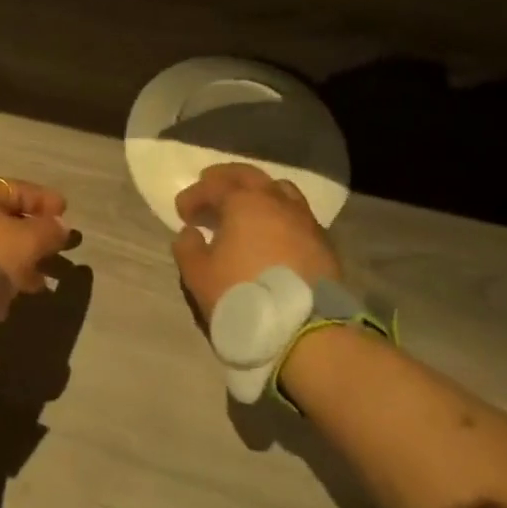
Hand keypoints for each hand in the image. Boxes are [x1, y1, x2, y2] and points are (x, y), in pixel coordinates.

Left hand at [0, 177, 71, 322]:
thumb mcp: (26, 242)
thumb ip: (48, 232)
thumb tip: (61, 226)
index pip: (20, 189)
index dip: (45, 200)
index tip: (65, 213)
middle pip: (7, 219)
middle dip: (35, 236)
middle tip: (57, 251)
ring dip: (19, 261)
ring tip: (39, 283)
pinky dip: (0, 275)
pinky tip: (11, 294)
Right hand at [171, 163, 339, 324]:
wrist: (307, 332)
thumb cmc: (244, 296)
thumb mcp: (198, 275)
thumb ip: (187, 248)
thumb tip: (191, 233)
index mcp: (244, 202)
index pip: (213, 186)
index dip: (194, 195)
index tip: (182, 213)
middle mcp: (276, 201)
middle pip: (249, 175)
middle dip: (226, 179)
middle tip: (210, 186)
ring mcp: (305, 220)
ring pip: (279, 190)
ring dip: (258, 193)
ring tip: (246, 207)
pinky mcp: (324, 244)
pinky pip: (297, 216)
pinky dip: (279, 215)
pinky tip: (273, 233)